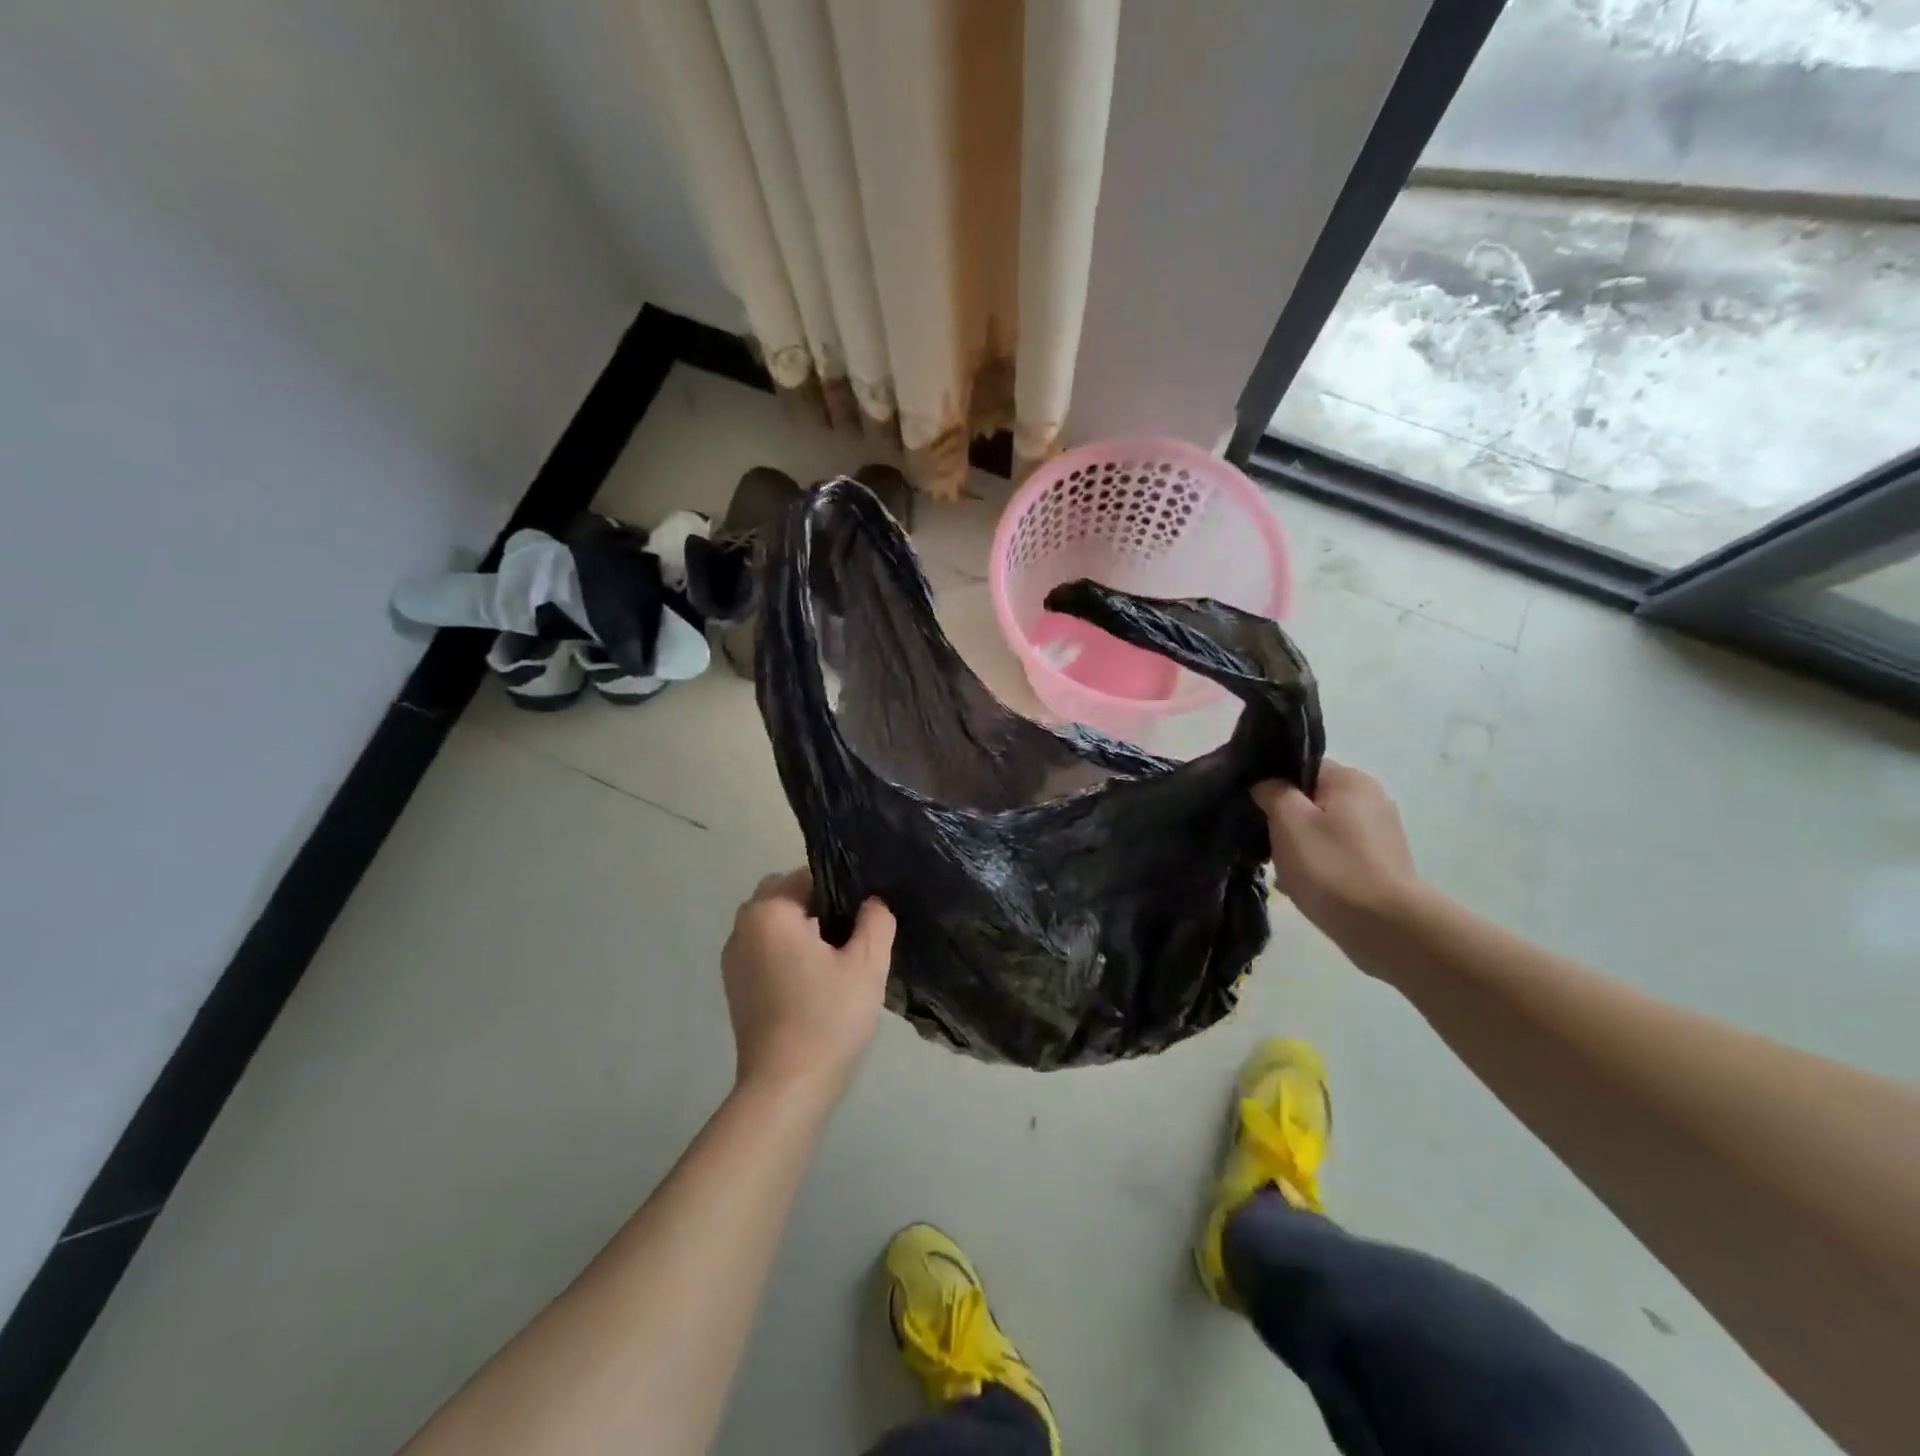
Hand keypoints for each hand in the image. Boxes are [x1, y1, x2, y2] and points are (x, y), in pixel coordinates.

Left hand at [721, 870, 895, 1097]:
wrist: (786, 1086)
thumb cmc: (828, 1016)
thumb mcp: (867, 963)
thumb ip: (876, 920)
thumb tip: (872, 903)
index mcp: (769, 912)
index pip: (807, 876)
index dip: (840, 890)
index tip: (863, 917)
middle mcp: (742, 927)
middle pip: (785, 896)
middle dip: (817, 906)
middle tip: (850, 937)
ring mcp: (733, 959)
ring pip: (774, 925)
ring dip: (801, 931)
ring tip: (835, 962)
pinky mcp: (734, 987)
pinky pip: (764, 951)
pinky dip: (786, 954)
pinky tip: (812, 983)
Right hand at [1253, 762, 1421, 947]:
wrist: (1386, 927)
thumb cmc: (1331, 865)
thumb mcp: (1288, 820)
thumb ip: (1272, 792)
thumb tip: (1266, 784)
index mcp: (1350, 780)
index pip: (1302, 767)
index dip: (1273, 784)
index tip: (1254, 808)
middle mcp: (1371, 798)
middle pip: (1311, 800)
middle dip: (1284, 820)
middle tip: (1265, 844)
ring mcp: (1379, 833)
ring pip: (1321, 830)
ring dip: (1298, 846)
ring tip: (1281, 871)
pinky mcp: (1381, 864)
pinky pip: (1337, 854)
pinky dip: (1318, 865)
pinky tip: (1302, 887)